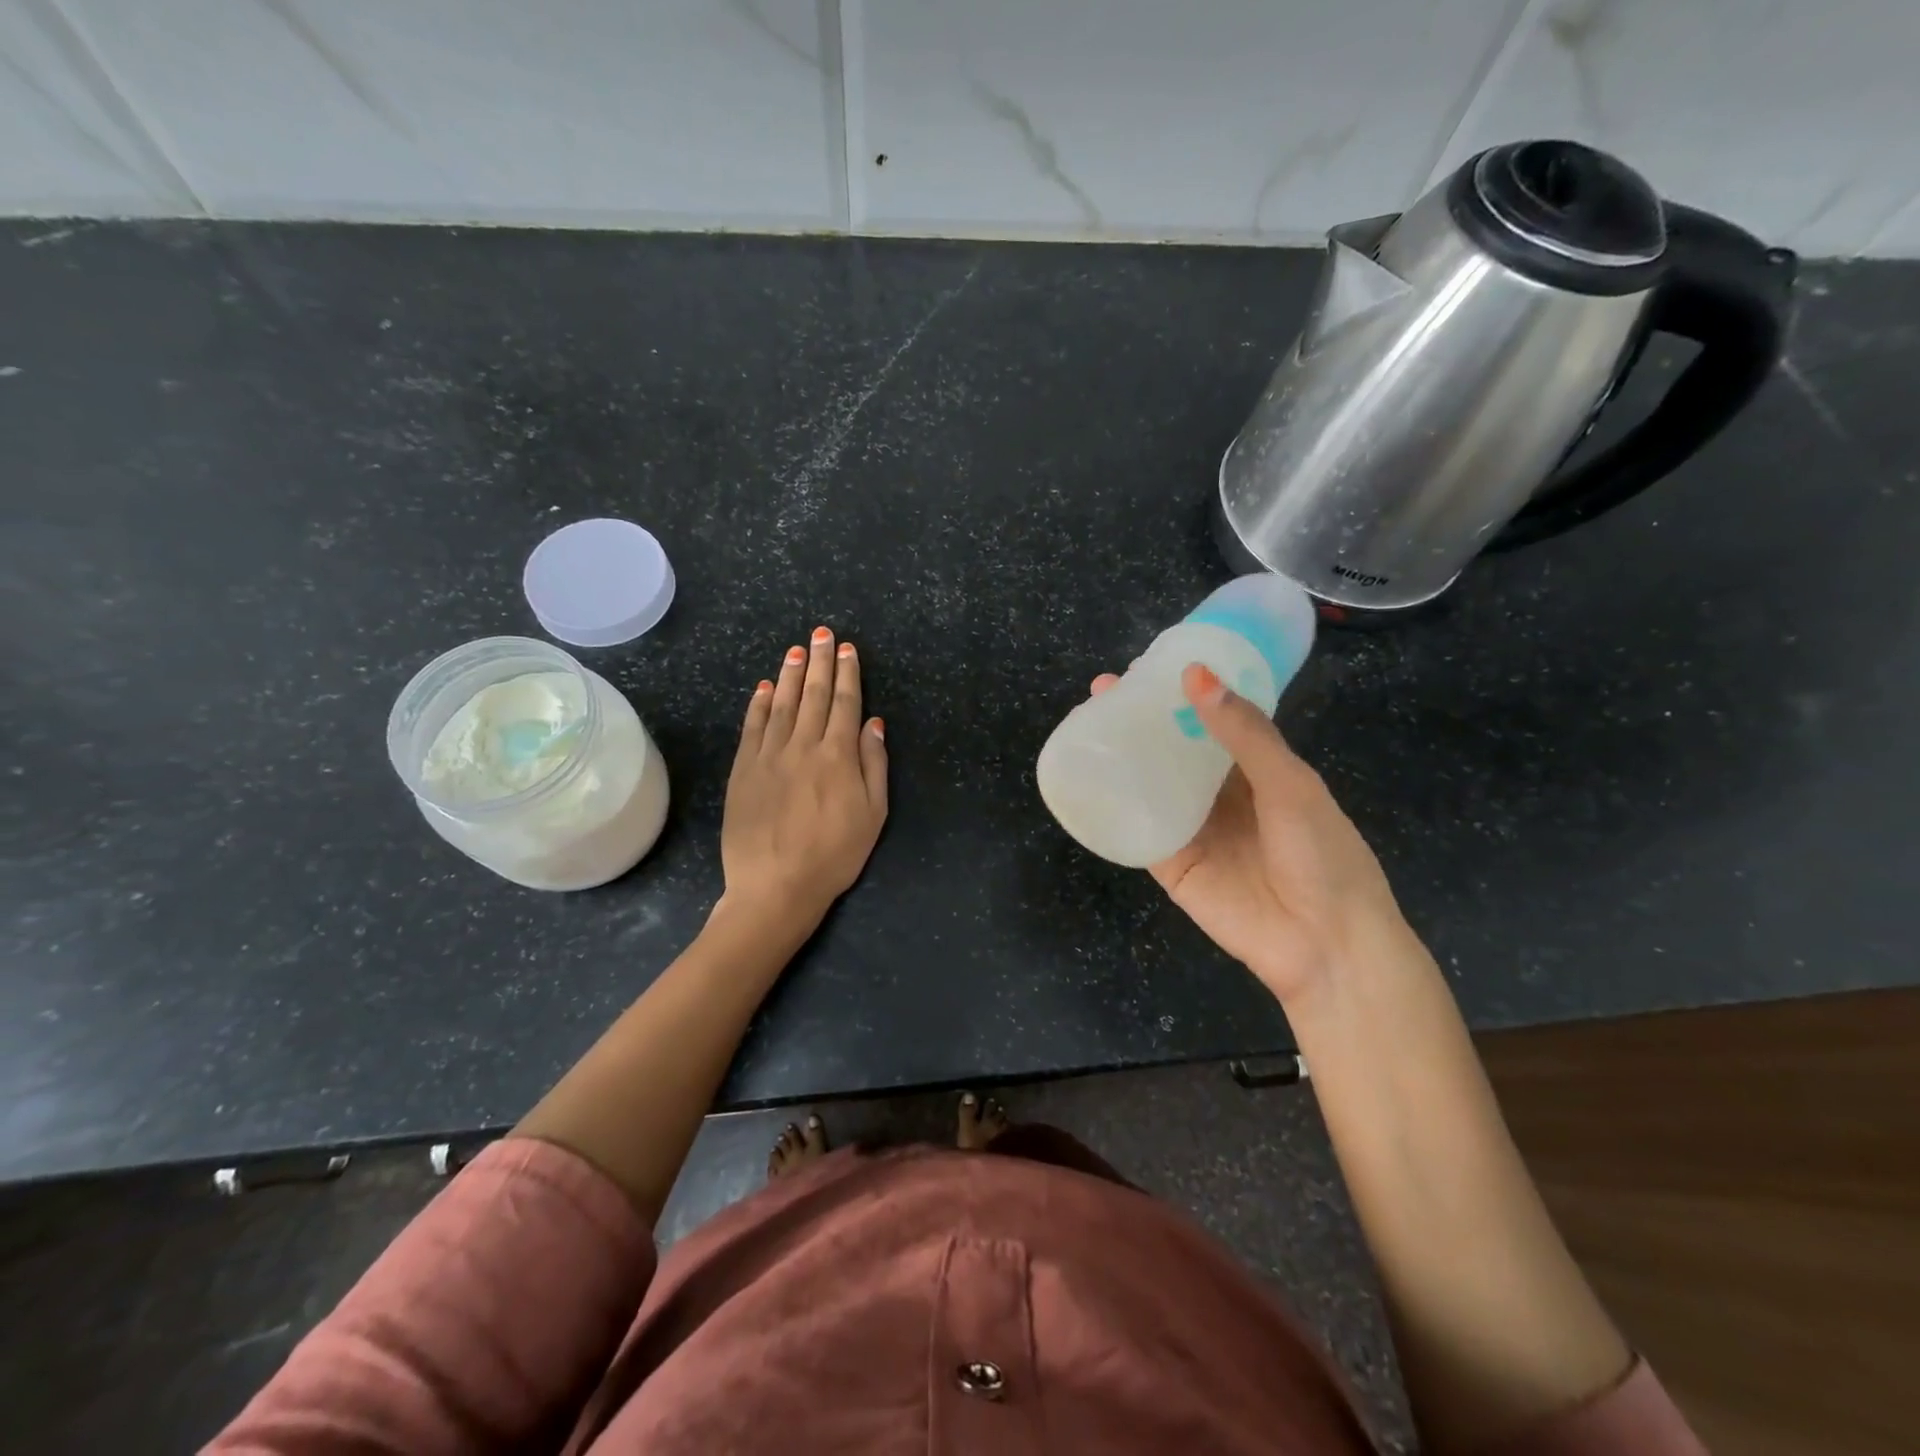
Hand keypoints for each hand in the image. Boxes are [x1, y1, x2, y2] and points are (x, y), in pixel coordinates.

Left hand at [723, 626, 887, 926]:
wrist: (775, 885)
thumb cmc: (834, 855)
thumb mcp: (873, 815)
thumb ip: (874, 765)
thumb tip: (874, 723)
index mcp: (838, 756)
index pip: (845, 704)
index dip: (847, 674)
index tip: (846, 649)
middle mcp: (803, 746)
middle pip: (814, 696)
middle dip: (819, 662)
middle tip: (821, 634)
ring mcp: (769, 756)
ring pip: (782, 704)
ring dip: (790, 675)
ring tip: (795, 650)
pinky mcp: (743, 770)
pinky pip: (752, 728)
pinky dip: (759, 704)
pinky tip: (764, 687)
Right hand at [1089, 664, 1410, 1004]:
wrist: (1324, 944)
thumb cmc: (1322, 855)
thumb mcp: (1289, 783)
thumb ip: (1242, 733)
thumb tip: (1196, 674)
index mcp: (1256, 768)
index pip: (1212, 719)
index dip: (1182, 692)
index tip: (1148, 665)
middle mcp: (1219, 793)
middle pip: (1173, 747)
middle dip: (1141, 718)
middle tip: (1103, 689)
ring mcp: (1192, 827)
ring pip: (1150, 781)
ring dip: (1122, 753)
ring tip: (1087, 721)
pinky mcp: (1170, 861)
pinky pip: (1138, 825)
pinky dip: (1114, 802)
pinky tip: (1087, 776)